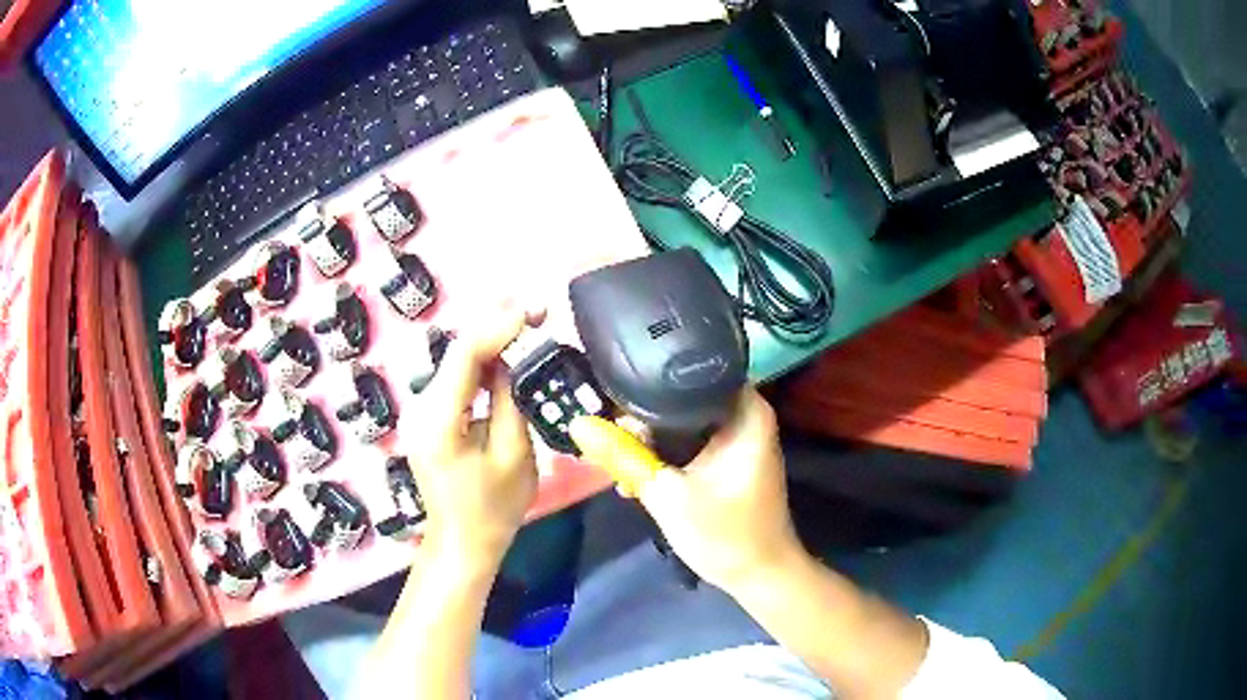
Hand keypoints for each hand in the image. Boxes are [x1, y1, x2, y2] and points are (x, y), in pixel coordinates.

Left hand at [400, 307, 540, 573]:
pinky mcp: (430, 417)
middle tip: (535, 308)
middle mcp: (421, 407)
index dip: (500, 326)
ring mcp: (422, 411)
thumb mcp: (513, 455)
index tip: (534, 310)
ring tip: (526, 319)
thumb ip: (510, 400)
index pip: (466, 356)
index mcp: (439, 419)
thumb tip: (511, 361)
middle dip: (496, 325)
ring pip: (457, 362)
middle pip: (458, 353)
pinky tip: (505, 349)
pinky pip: (457, 380)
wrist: (462, 542)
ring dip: (491, 340)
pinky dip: (482, 362)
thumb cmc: (492, 508)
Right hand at [576, 387, 804, 592]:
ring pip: (680, 422)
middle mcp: (743, 412)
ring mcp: (736, 436)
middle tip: (606, 438)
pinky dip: (663, 456)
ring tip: (616, 464)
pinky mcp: (725, 456)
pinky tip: (634, 477)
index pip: (689, 370)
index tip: (609, 396)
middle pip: (681, 397)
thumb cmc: (725, 534)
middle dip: (641, 418)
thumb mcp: (666, 495)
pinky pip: (687, 442)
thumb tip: (578, 423)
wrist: (758, 576)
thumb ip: (622, 457)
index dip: (646, 381)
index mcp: (744, 409)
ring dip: (648, 442)